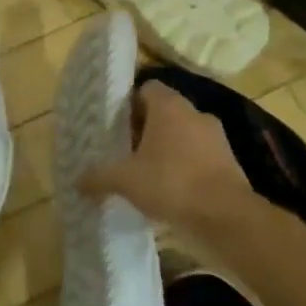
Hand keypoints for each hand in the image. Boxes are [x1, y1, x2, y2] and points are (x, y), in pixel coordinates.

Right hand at [79, 81, 249, 226]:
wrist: (226, 216)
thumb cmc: (170, 183)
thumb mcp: (125, 180)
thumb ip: (99, 177)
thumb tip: (76, 181)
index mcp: (169, 106)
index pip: (147, 88)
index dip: (130, 104)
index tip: (116, 125)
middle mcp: (195, 114)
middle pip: (165, 112)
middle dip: (145, 129)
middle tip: (125, 151)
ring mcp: (216, 138)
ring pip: (184, 135)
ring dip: (167, 149)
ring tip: (146, 173)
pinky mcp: (229, 162)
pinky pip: (199, 157)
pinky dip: (186, 167)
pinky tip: (171, 190)